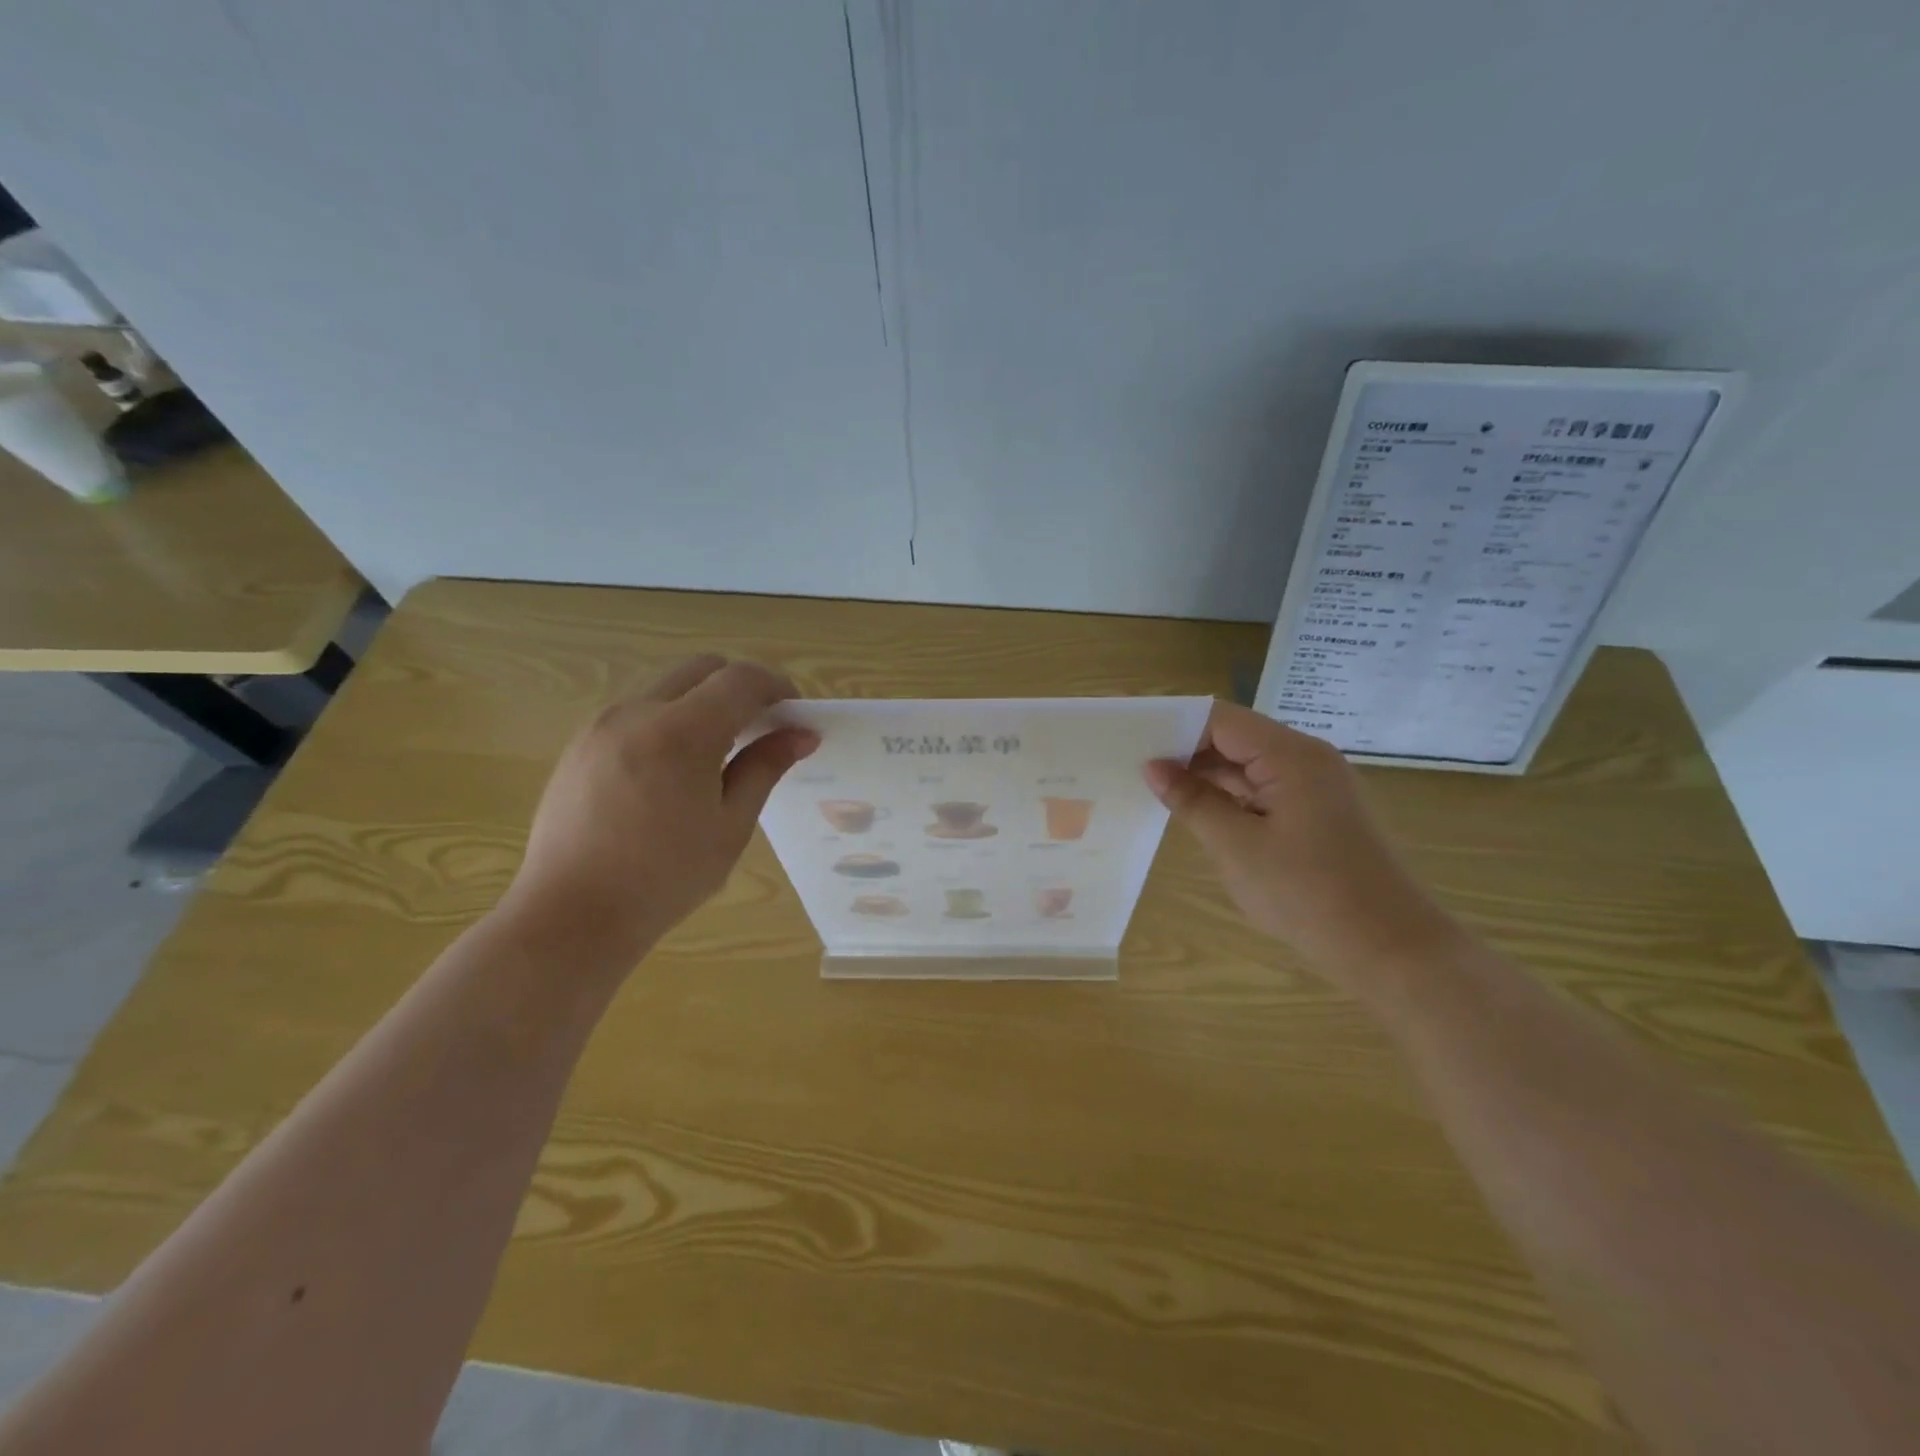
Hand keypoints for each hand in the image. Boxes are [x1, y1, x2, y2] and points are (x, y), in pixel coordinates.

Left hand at [504, 655, 816, 955]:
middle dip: (741, 686)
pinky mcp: (581, 743)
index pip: (740, 680)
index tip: (796, 715)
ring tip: (721, 751)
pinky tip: (675, 769)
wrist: (570, 915)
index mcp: (681, 732)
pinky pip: (638, 709)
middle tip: (762, 727)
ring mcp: (602, 724)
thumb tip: (800, 735)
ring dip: (704, 700)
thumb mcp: (730, 826)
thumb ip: (764, 768)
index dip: (777, 687)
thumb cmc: (664, 879)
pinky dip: (670, 718)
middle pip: (702, 668)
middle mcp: (637, 712)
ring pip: (668, 685)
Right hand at [1144, 701, 1462, 987]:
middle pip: (1235, 737)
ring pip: (1249, 766)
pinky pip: (1265, 790)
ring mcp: (1317, 787)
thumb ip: (1192, 800)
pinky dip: (1231, 797)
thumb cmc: (1308, 895)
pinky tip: (1198, 811)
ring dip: (1206, 776)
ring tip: (1156, 788)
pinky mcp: (1320, 814)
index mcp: (1291, 755)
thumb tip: (1153, 767)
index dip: (1174, 724)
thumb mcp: (1236, 847)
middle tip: (1134, 766)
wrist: (1392, 950)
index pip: (1220, 719)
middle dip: (1186, 750)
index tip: (1131, 738)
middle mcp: (1308, 759)